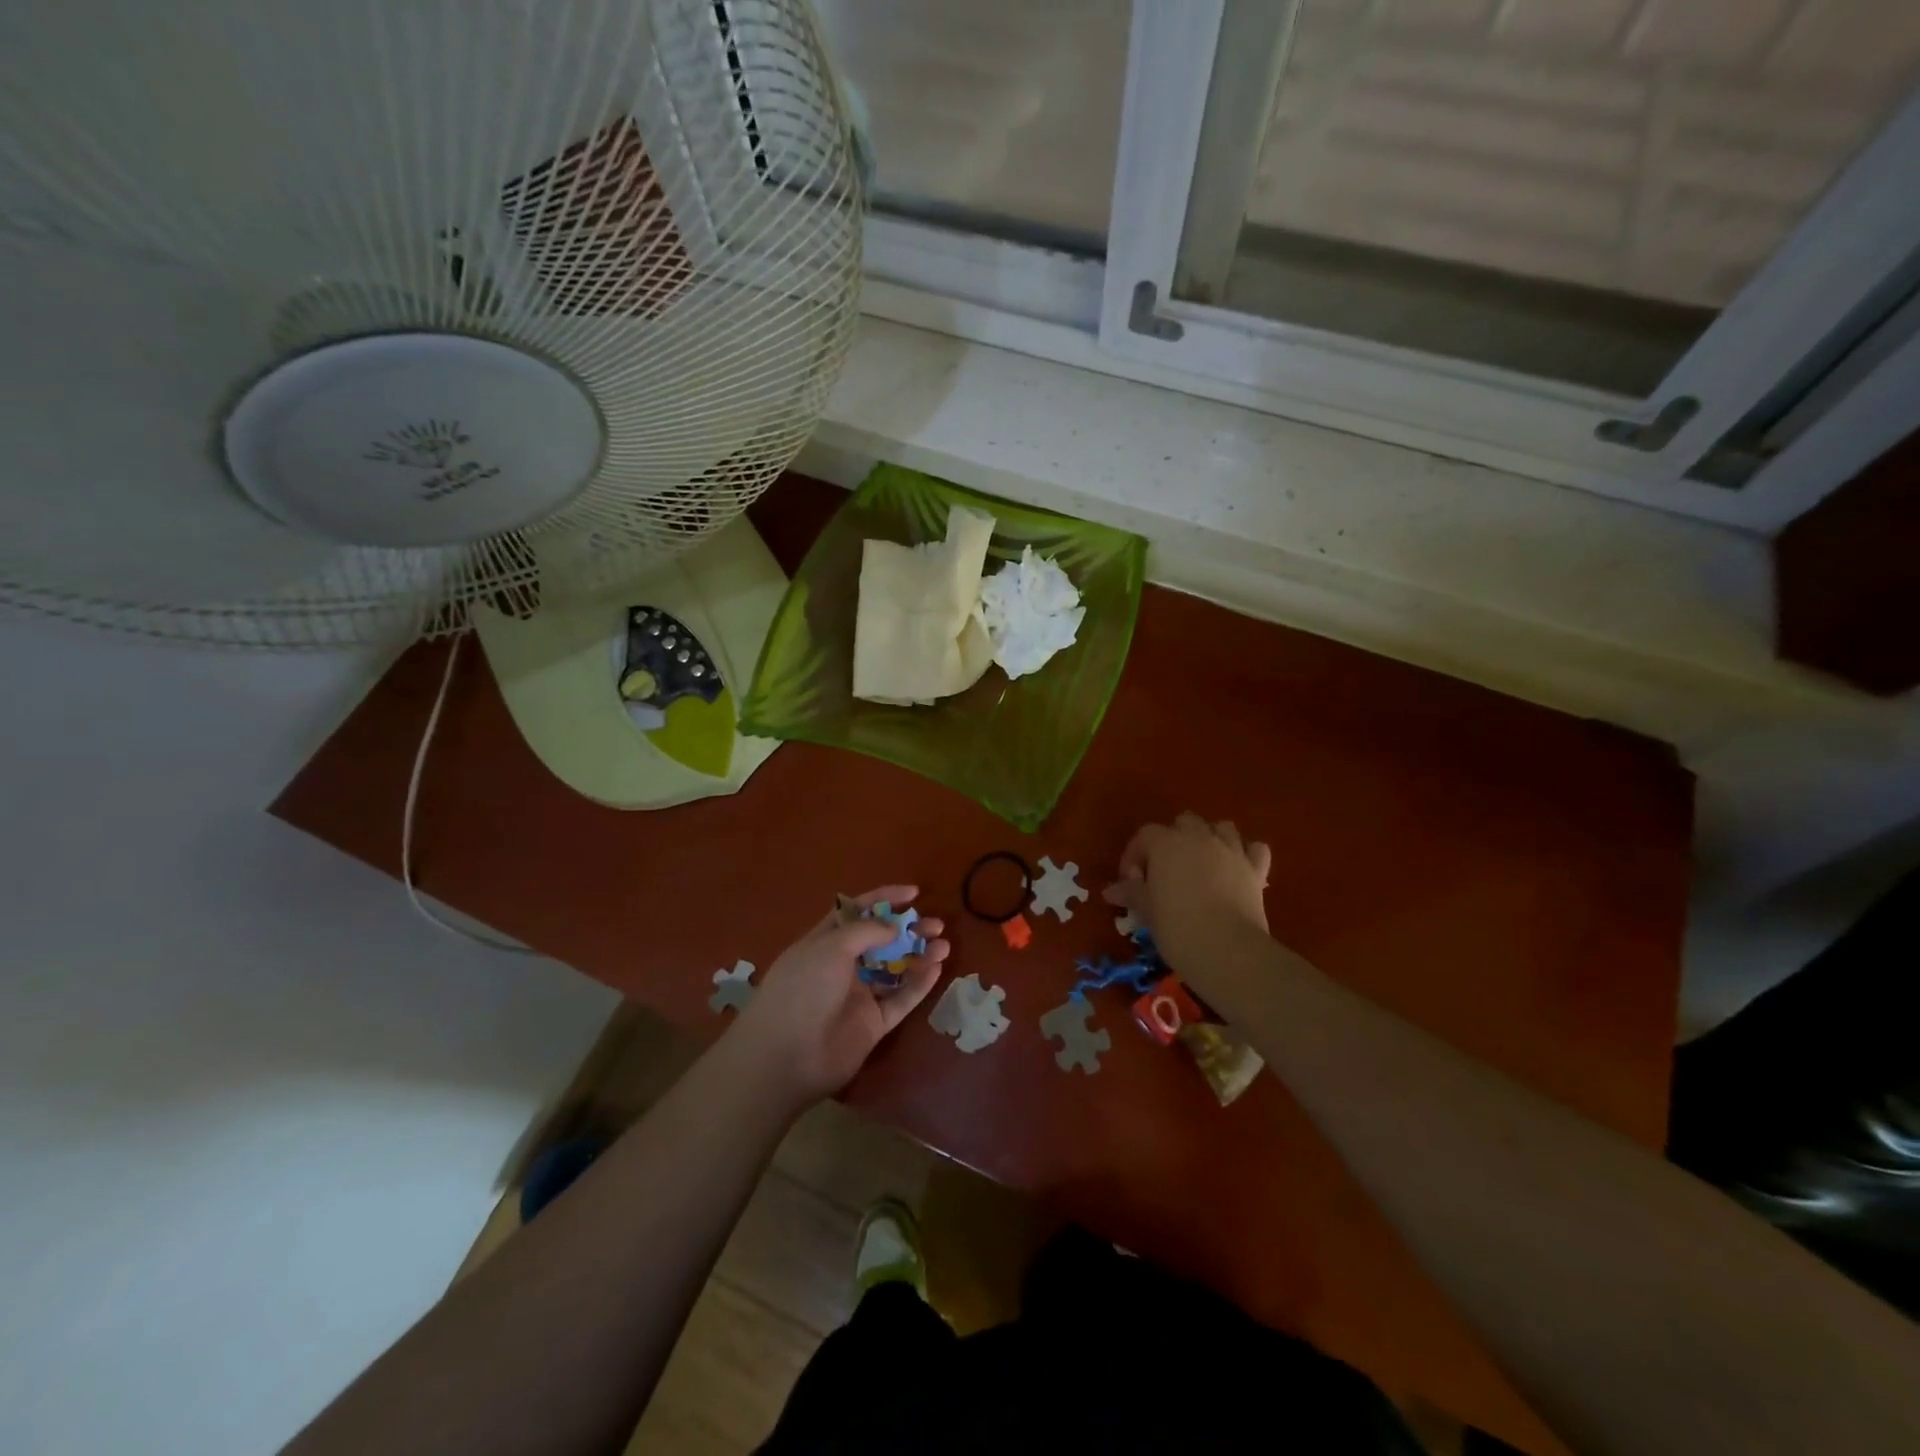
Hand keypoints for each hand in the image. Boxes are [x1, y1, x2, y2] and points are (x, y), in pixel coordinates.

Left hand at [730, 886, 949, 1105]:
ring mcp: (859, 996)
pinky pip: (901, 999)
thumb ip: (867, 931)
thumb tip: (894, 928)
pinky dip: (919, 984)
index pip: (857, 912)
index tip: (913, 893)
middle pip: (882, 941)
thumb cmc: (803, 989)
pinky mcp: (874, 1023)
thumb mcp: (830, 947)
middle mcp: (842, 966)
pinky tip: (936, 968)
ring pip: (896, 970)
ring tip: (943, 945)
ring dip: (919, 955)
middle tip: (935, 925)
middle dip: (908, 929)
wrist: (787, 1057)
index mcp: (825, 942)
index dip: (884, 898)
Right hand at [1104, 813, 1271, 973]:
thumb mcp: (1147, 911)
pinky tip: (1237, 870)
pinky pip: (1254, 848)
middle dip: (1173, 840)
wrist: (1228, 950)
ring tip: (1202, 864)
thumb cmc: (1177, 927)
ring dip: (1210, 839)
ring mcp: (1231, 850)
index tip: (1131, 882)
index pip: (1144, 835)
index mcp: (1166, 844)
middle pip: (1184, 823)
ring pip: (1220, 827)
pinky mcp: (1256, 869)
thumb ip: (1131, 893)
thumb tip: (1111, 890)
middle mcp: (1199, 838)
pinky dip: (1245, 854)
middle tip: (1166, 871)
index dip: (1134, 856)